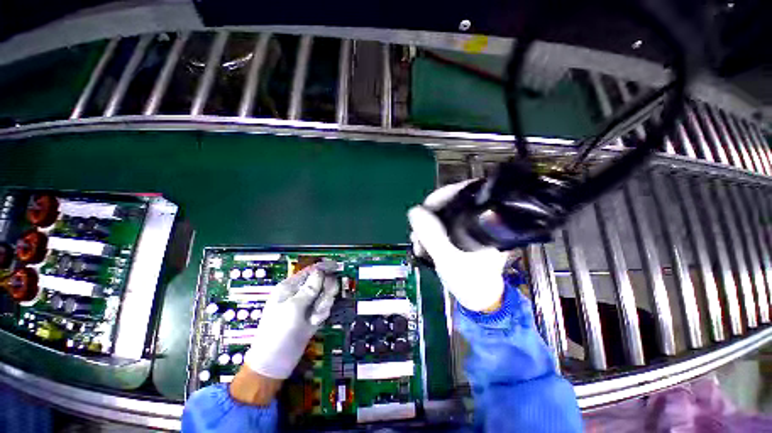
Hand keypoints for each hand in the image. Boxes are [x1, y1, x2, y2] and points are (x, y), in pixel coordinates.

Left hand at [243, 261, 339, 378]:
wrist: (275, 363)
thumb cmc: (279, 332)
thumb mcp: (293, 308)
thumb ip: (309, 288)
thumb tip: (320, 271)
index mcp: (290, 287)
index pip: (310, 270)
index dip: (324, 267)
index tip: (337, 266)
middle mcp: (300, 293)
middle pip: (322, 281)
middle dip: (325, 291)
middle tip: (321, 303)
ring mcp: (307, 304)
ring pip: (326, 294)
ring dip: (324, 304)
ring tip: (315, 317)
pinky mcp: (313, 315)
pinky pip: (325, 307)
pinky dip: (323, 313)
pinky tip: (314, 323)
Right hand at [408, 181, 509, 311]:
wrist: (480, 299)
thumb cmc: (469, 280)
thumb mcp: (446, 255)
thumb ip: (430, 233)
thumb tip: (414, 211)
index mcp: (482, 221)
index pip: (458, 194)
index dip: (437, 199)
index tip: (421, 211)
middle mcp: (479, 220)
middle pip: (448, 206)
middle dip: (428, 217)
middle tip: (417, 231)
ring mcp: (471, 229)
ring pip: (444, 218)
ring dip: (427, 228)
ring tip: (418, 241)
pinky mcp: (464, 237)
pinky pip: (444, 228)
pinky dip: (432, 234)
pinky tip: (424, 245)